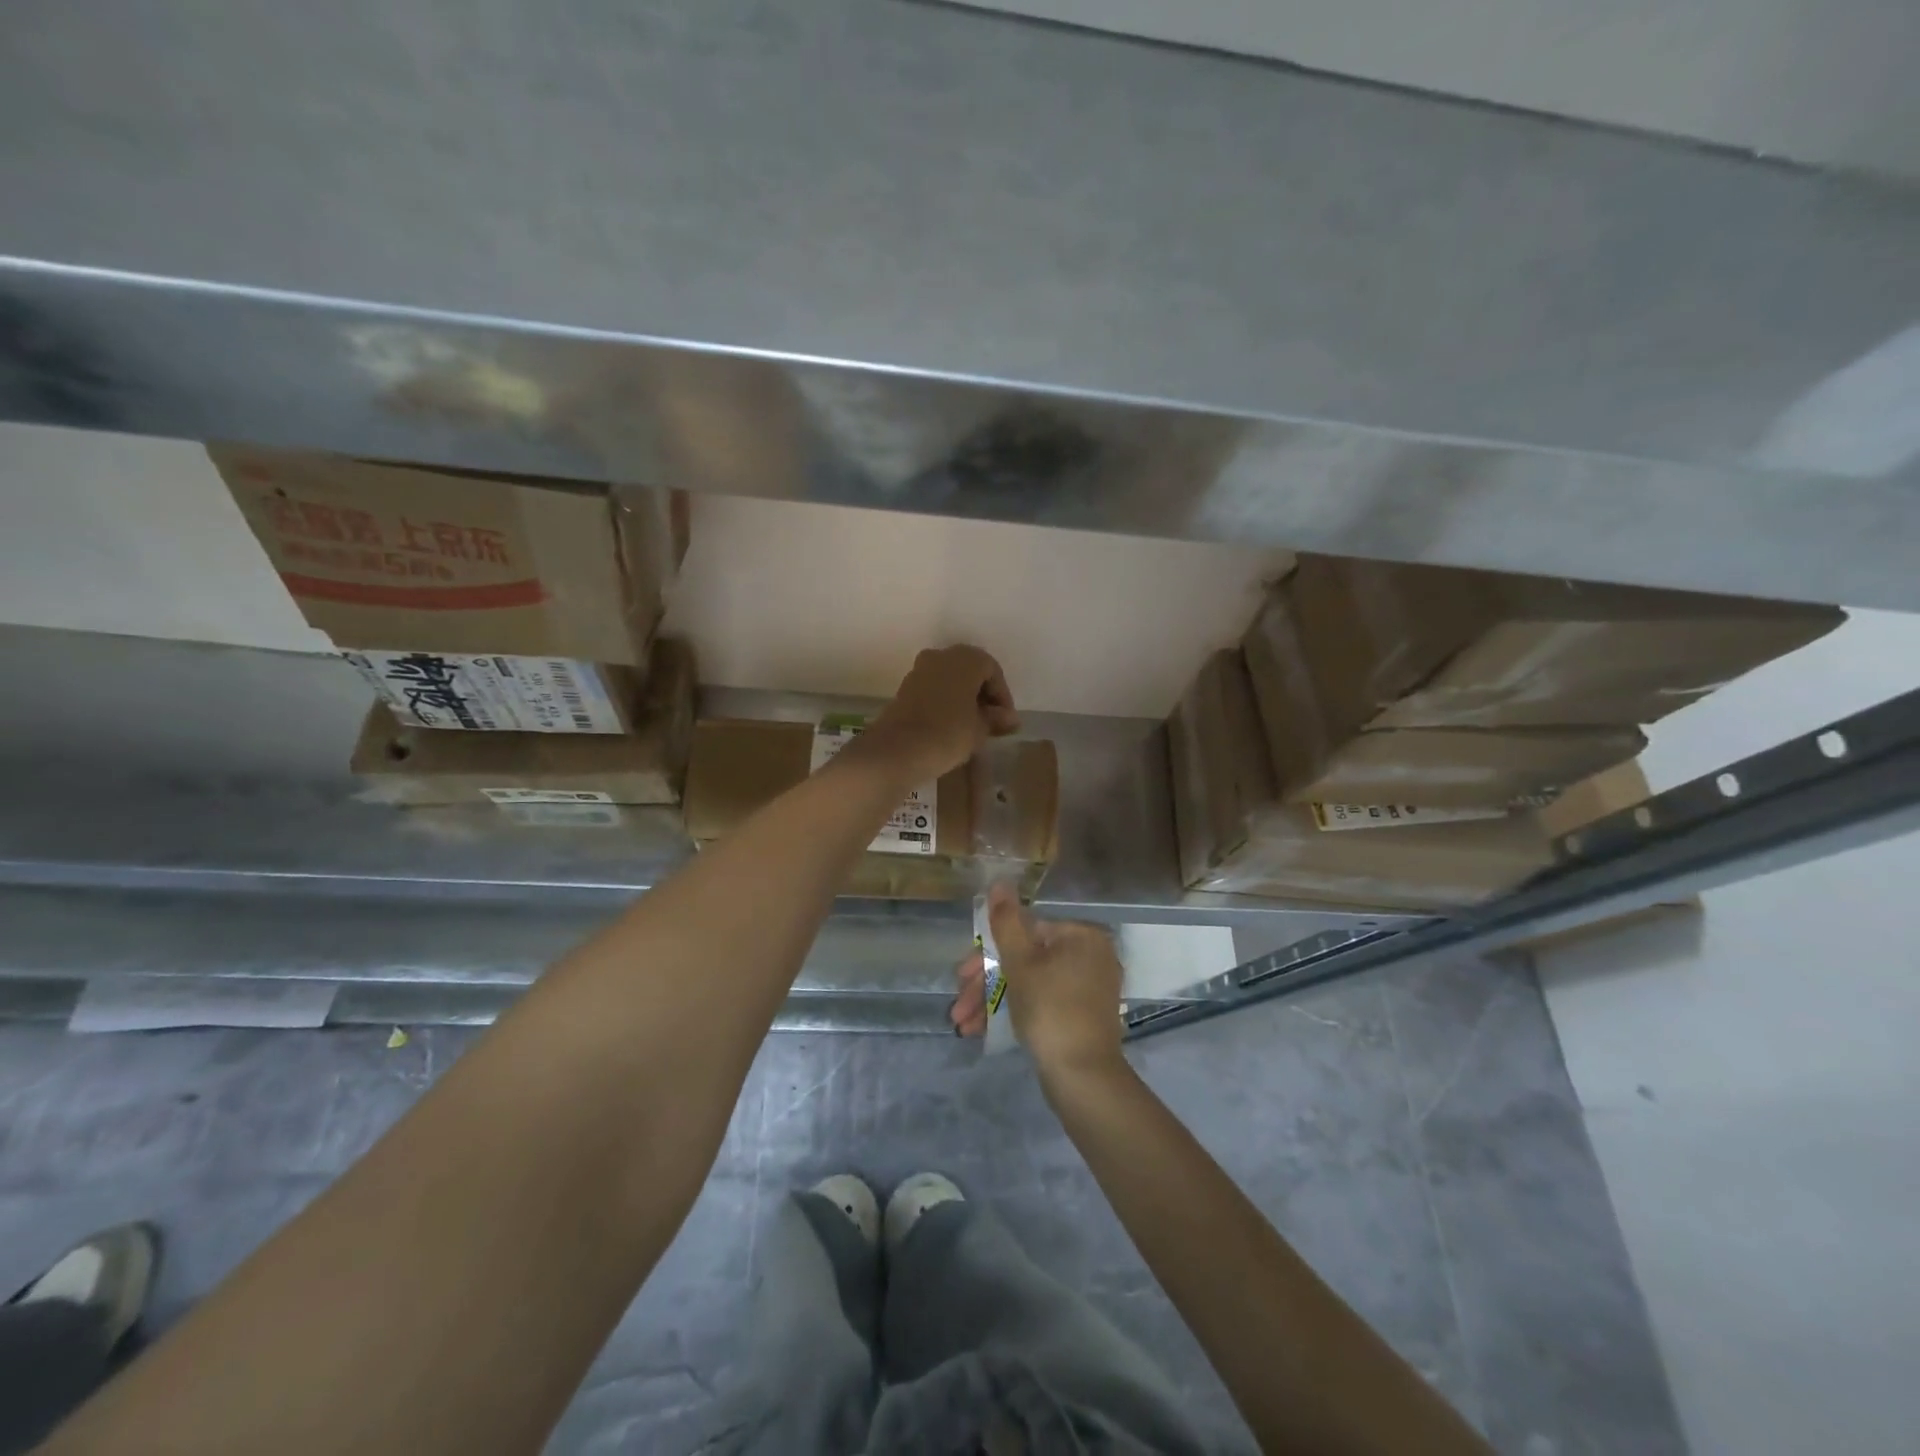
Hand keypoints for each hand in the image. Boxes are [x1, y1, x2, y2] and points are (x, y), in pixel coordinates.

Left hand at [864, 645, 1017, 781]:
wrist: (897, 750)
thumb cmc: (948, 734)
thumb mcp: (980, 729)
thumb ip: (995, 719)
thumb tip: (1008, 718)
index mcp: (965, 659)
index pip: (992, 670)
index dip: (1002, 695)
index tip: (1006, 721)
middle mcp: (941, 656)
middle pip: (970, 671)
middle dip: (983, 695)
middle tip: (992, 721)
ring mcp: (919, 670)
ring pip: (950, 679)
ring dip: (963, 698)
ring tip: (973, 726)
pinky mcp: (904, 688)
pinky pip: (933, 689)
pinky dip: (946, 702)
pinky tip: (951, 726)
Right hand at [951, 883, 1125, 1083]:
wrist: (1084, 1077)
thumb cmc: (1050, 1009)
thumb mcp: (1020, 963)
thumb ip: (1006, 922)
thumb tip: (999, 881)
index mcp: (1081, 936)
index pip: (1025, 931)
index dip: (987, 953)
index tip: (961, 975)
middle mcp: (1090, 955)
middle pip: (1026, 958)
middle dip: (986, 983)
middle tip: (959, 1006)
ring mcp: (1089, 987)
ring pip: (1031, 983)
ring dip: (993, 1000)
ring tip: (962, 1025)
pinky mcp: (1083, 1015)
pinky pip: (1044, 1002)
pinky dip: (1016, 1011)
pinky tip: (983, 1030)